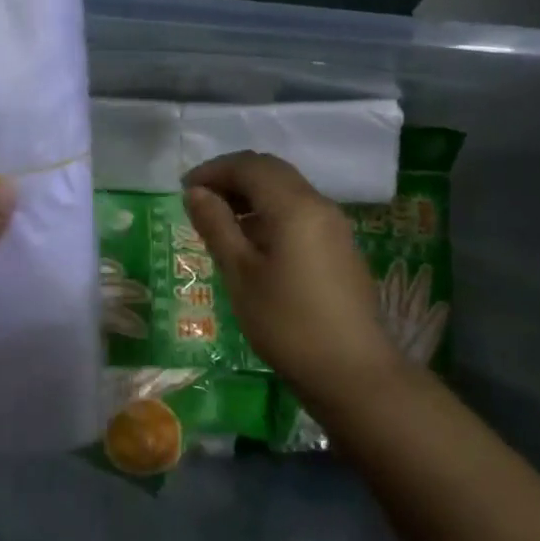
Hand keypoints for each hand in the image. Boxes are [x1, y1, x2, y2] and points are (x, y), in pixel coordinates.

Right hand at [184, 151, 402, 410]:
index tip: (185, 189)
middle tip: (201, 200)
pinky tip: (254, 242)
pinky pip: (300, 211)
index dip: (214, 170)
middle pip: (271, 171)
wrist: (355, 374)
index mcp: (294, 205)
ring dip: (252, 194)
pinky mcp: (341, 246)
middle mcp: (318, 204)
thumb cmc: (288, 323)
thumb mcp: (241, 274)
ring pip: (287, 189)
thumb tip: (196, 192)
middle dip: (233, 177)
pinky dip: (271, 211)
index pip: (249, 166)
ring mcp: (334, 225)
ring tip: (221, 221)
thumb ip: (217, 226)